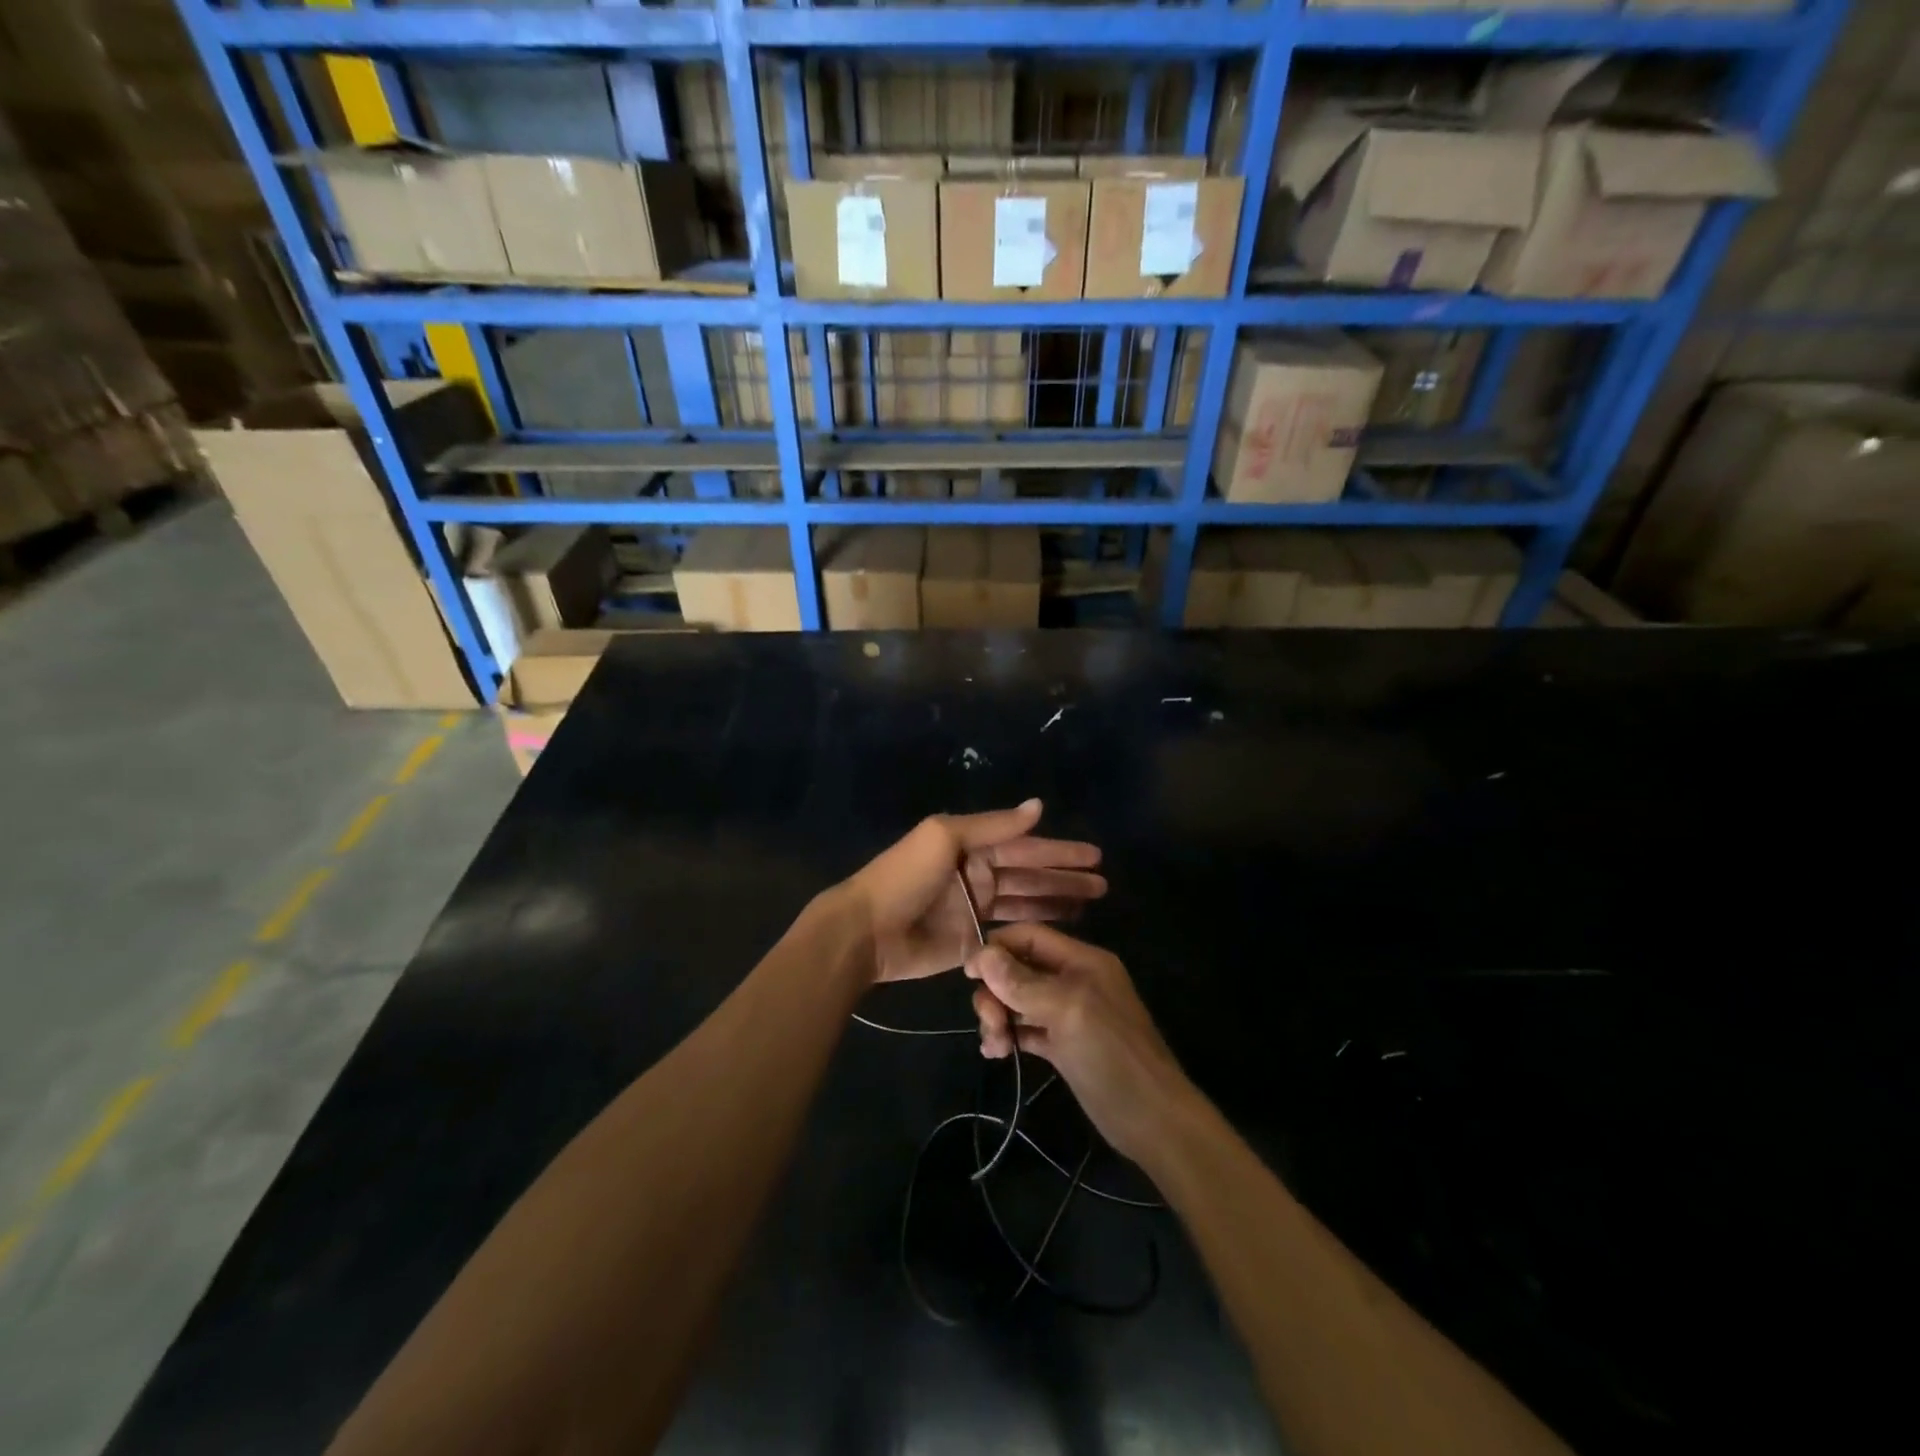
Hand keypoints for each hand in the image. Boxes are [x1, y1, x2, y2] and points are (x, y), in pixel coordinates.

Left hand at [846, 800, 1105, 984]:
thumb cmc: (905, 877)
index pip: (1025, 846)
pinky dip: (1035, 926)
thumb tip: (1038, 805)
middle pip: (1031, 874)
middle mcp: (979, 873)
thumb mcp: (946, 837)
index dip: (1059, 851)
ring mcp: (976, 909)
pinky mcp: (972, 940)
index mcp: (972, 845)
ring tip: (1092, 903)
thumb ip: (993, 826)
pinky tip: (1061, 927)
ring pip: (1026, 902)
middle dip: (1065, 877)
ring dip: (1057, 900)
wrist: (867, 930)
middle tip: (1103, 884)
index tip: (1095, 856)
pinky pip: (1011, 930)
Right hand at [966, 924, 1191, 1162]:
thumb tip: (982, 954)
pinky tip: (997, 1053)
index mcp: (1082, 960)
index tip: (968, 973)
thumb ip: (1023, 982)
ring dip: (999, 1016)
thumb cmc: (1112, 1055)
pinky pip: (1027, 1028)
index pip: (1030, 937)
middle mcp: (1074, 980)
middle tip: (988, 1021)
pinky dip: (1010, 1036)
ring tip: (994, 1045)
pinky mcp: (1064, 1045)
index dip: (997, 948)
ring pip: (1020, 1000)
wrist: (1152, 1120)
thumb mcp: (1066, 1010)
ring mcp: (1069, 1014)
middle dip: (996, 990)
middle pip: (1020, 969)